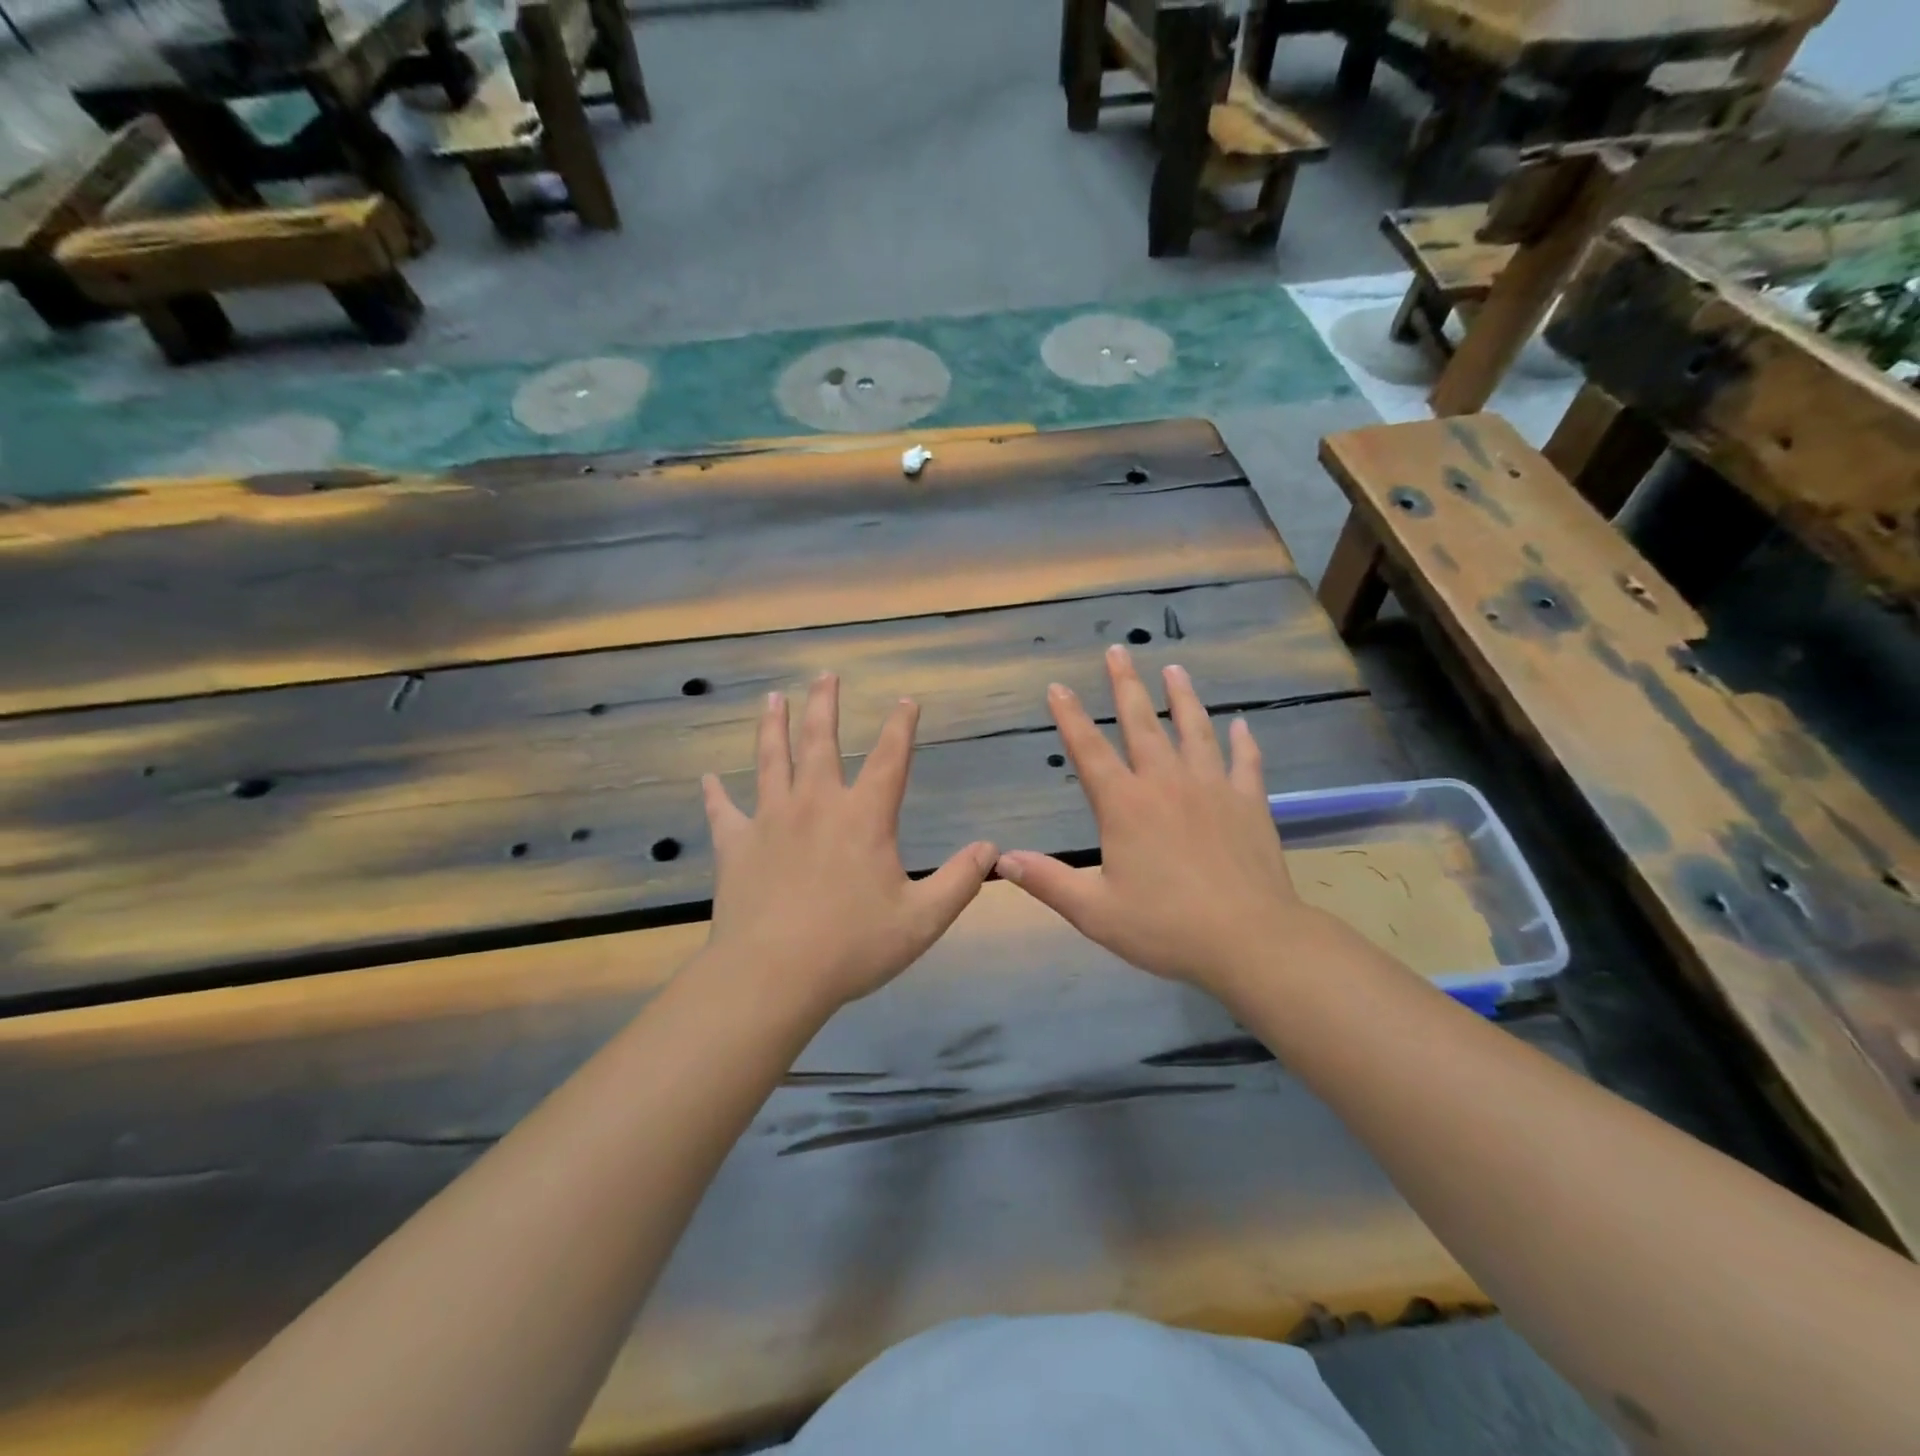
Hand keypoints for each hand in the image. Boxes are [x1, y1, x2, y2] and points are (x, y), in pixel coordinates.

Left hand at [702, 673, 997, 1011]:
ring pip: (770, 760)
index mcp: (864, 817)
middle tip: (825, 675)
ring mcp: (770, 820)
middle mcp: (816, 804)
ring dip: (772, 727)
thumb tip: (991, 848)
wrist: (773, 975)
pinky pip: (723, 811)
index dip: (901, 726)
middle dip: (825, 705)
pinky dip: (714, 794)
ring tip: (772, 698)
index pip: (890, 759)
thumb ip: (960, 881)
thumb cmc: (852, 947)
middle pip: (820, 741)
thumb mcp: (922, 919)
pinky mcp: (735, 845)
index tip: (906, 701)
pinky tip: (707, 779)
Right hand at [996, 645, 1324, 993]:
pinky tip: (1241, 724)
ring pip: (1194, 730)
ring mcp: (1212, 788)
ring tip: (1174, 669)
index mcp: (1125, 806)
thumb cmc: (1166, 927)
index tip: (1057, 687)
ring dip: (1182, 697)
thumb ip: (1048, 882)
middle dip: (1125, 686)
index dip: (1070, 717)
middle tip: (1117, 651)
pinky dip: (1242, 741)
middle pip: (1141, 724)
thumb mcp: (1095, 911)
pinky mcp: (1249, 803)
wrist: (1250, 940)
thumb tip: (1002, 860)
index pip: (1089, 751)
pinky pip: (1244, 762)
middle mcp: (1166, 784)